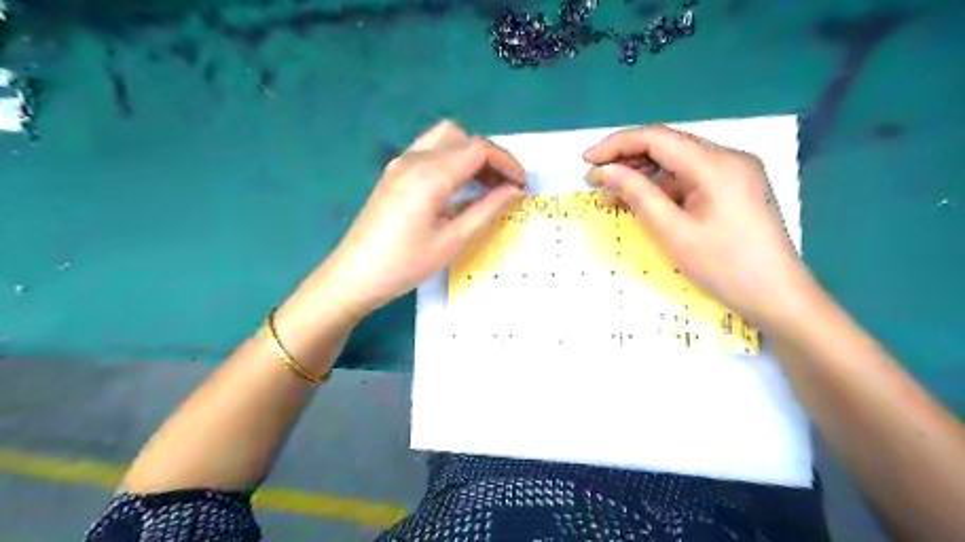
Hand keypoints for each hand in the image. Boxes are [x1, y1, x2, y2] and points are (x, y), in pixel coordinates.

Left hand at [316, 118, 526, 317]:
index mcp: (429, 175)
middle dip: (490, 157)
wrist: (353, 277)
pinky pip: (429, 151)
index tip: (522, 185)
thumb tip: (515, 190)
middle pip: (463, 138)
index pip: (478, 149)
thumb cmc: (405, 265)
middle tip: (505, 187)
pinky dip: (451, 160)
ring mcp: (400, 163)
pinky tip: (457, 187)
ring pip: (445, 140)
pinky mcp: (394, 173)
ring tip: (485, 186)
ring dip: (470, 155)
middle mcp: (414, 159)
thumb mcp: (452, 240)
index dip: (507, 162)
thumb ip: (487, 209)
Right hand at [584, 125, 816, 328]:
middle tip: (595, 181)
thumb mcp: (673, 232)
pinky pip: (691, 178)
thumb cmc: (724, 267)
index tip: (586, 161)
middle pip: (668, 146)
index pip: (656, 138)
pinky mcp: (735, 188)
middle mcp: (728, 158)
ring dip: (644, 174)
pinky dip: (663, 187)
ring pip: (678, 162)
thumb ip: (637, 195)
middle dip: (627, 159)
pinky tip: (644, 201)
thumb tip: (604, 172)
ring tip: (613, 194)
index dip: (616, 145)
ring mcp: (734, 172)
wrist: (778, 296)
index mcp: (715, 164)